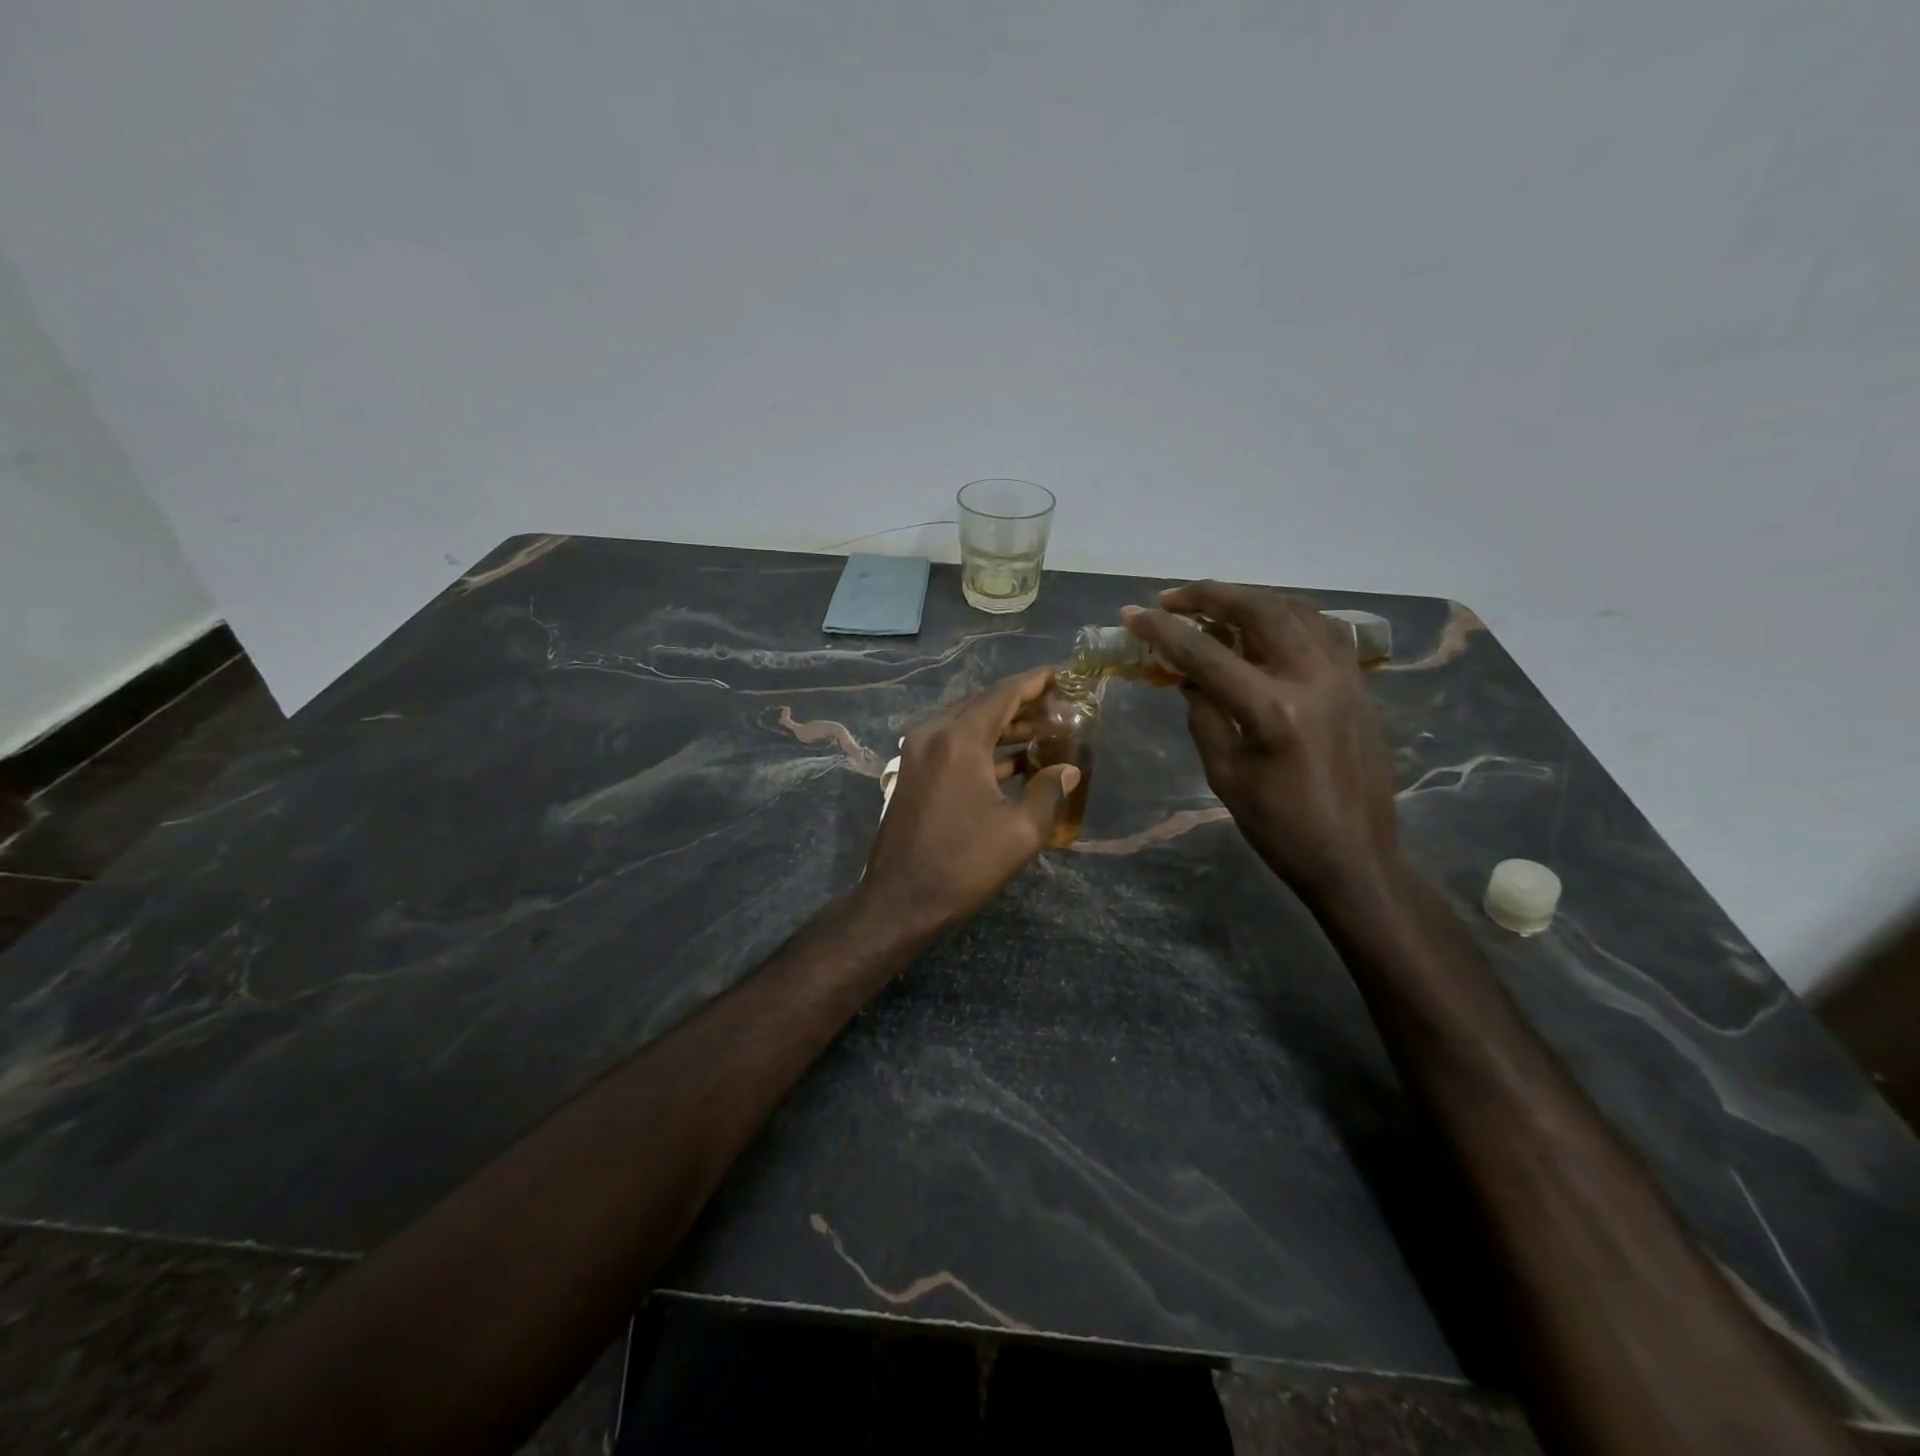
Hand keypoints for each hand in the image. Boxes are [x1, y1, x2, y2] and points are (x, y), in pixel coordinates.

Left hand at [861, 668, 1080, 935]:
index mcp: (958, 739)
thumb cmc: (962, 865)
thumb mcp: (1019, 832)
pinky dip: (983, 748)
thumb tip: (1068, 770)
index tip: (1063, 673)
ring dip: (1004, 728)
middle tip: (1060, 706)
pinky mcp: (912, 774)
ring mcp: (917, 753)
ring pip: (967, 726)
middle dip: (1022, 704)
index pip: (1003, 694)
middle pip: (983, 706)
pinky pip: (953, 746)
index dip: (1035, 682)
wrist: (899, 901)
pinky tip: (1013, 762)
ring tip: (1045, 731)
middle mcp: (933, 734)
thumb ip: (1048, 791)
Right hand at [1122, 583, 1399, 907]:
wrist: (1355, 857)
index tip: (1131, 614)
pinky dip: (1289, 615)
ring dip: (1249, 599)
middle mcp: (1311, 678)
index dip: (1163, 630)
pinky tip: (1268, 623)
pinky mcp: (1359, 684)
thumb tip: (1189, 676)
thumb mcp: (1225, 774)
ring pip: (1295, 610)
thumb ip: (1204, 715)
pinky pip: (1323, 629)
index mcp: (1271, 709)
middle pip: (1257, 611)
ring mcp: (1343, 676)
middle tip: (1172, 599)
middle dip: (1209, 596)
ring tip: (1215, 604)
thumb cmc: (1280, 827)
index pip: (1205, 653)